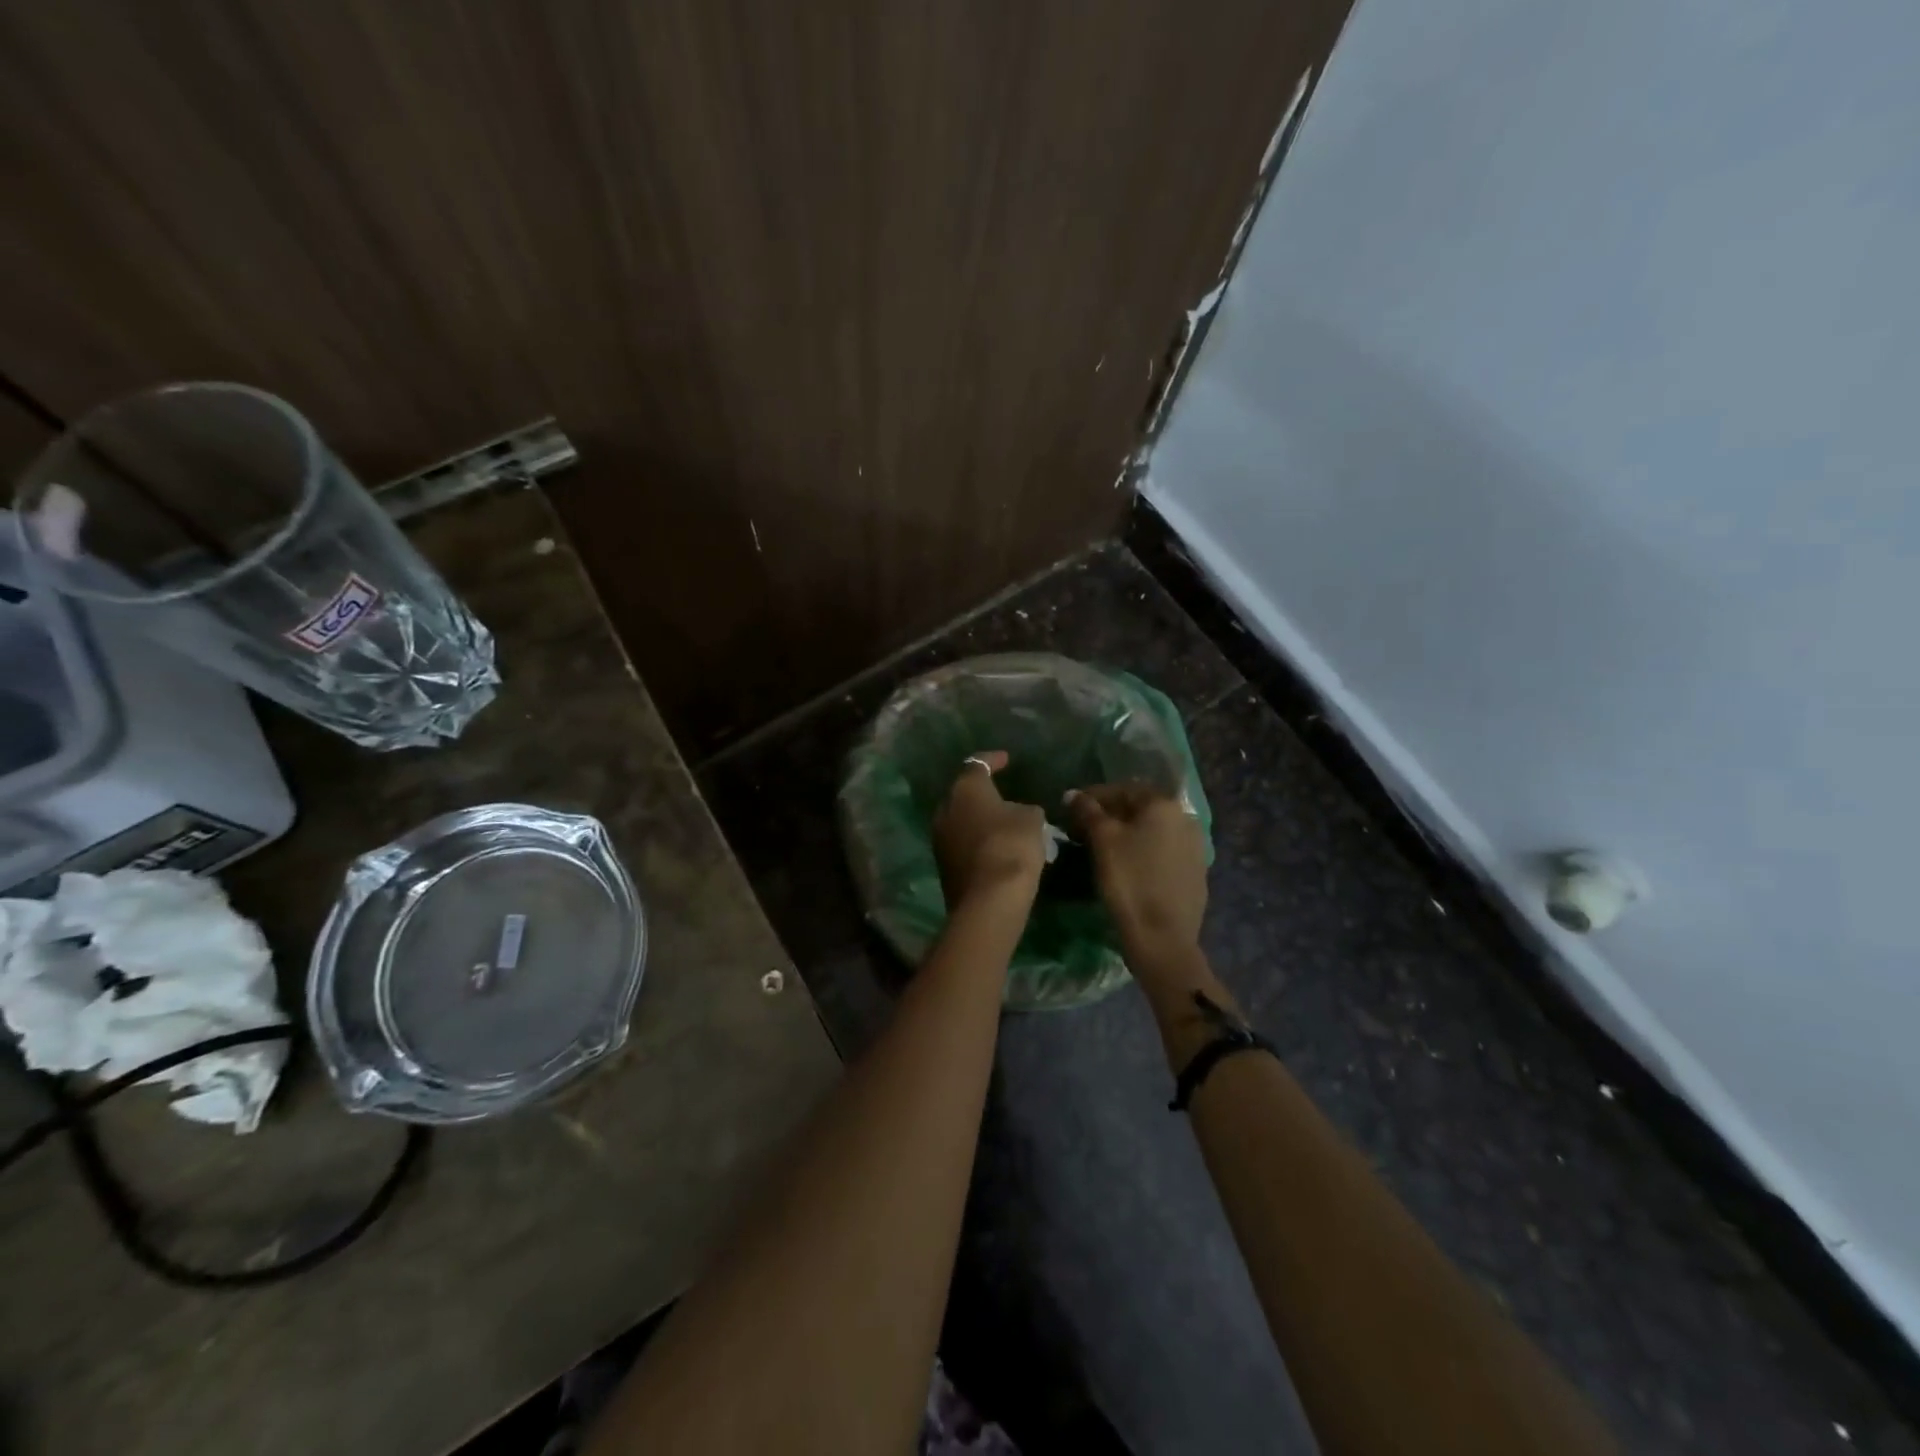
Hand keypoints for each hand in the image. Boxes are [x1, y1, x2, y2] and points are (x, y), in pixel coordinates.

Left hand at [932, 751, 1046, 910]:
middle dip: (982, 793)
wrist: (988, 900)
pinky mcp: (943, 865)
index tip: (1006, 759)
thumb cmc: (1011, 846)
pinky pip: (961, 843)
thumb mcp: (1032, 819)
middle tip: (1003, 795)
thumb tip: (1017, 813)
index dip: (993, 760)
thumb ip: (1024, 809)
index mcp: (965, 788)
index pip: (977, 764)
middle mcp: (945, 808)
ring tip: (1002, 823)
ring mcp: (940, 838)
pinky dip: (976, 841)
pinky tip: (995, 847)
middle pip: (963, 793)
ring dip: (978, 819)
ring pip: (960, 820)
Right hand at [1066, 783, 1207, 960]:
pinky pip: (1164, 851)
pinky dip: (1144, 851)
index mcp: (1163, 804)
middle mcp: (1185, 818)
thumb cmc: (1129, 880)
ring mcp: (1195, 846)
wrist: (1162, 937)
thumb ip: (1088, 811)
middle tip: (1084, 829)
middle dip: (1111, 814)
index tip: (1072, 810)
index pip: (1122, 789)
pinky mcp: (1196, 872)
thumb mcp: (1103, 840)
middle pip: (1140, 808)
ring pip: (1153, 830)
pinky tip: (1128, 866)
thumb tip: (1074, 794)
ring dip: (1128, 833)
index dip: (1093, 797)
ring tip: (1103, 848)